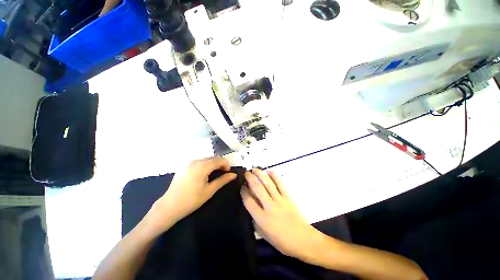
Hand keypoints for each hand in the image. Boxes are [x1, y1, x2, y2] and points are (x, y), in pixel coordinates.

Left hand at [148, 157, 236, 232]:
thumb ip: (223, 180)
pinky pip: (199, 161)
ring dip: (213, 164)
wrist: (169, 206)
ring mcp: (188, 162)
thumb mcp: (210, 190)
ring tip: (215, 174)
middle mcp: (195, 161)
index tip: (229, 172)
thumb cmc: (191, 200)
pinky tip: (204, 174)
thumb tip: (233, 175)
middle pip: (213, 158)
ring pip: (206, 159)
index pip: (219, 159)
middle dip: (220, 163)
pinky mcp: (184, 166)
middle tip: (223, 173)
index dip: (226, 164)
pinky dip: (205, 165)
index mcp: (202, 166)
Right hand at [241, 169, 323, 259]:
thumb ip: (255, 220)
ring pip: (268, 184)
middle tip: (246, 173)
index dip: (244, 192)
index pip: (249, 201)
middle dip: (250, 179)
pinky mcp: (288, 197)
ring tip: (255, 169)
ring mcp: (280, 200)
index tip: (242, 186)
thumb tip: (250, 206)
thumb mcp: (264, 235)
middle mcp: (269, 207)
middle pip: (257, 189)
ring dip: (260, 175)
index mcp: (262, 218)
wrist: (303, 239)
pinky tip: (269, 171)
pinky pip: (280, 184)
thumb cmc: (282, 241)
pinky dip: (275, 176)